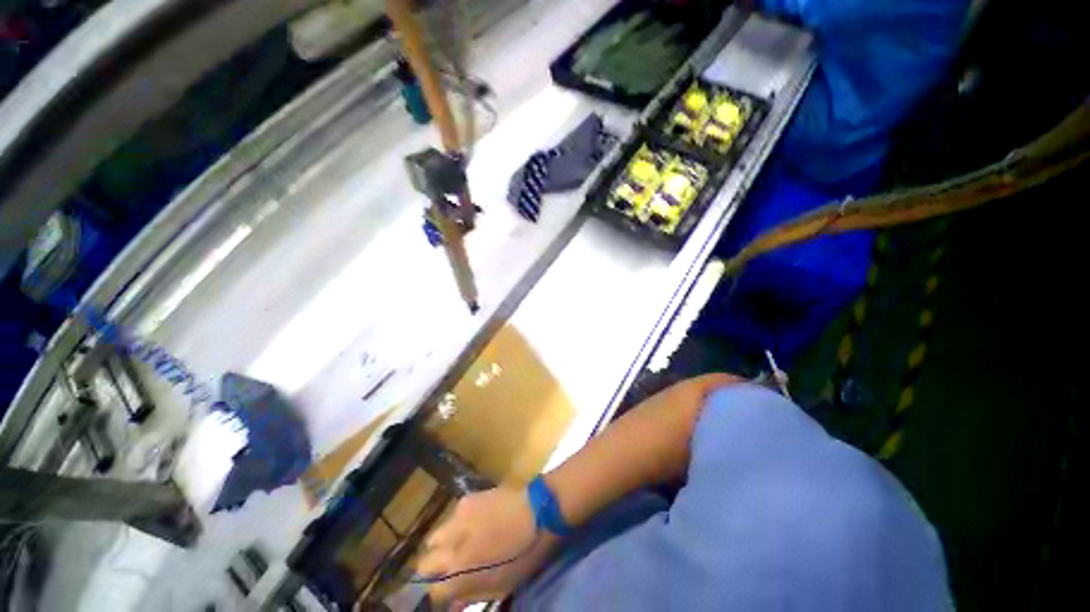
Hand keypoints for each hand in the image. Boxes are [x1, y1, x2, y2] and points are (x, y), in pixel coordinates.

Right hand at [417, 487, 556, 606]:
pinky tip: (475, 522)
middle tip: (450, 568)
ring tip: (461, 544)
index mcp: (459, 573)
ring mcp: (457, 518)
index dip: (439, 594)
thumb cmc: (524, 555)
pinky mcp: (466, 499)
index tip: (448, 592)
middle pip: (423, 563)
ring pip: (434, 538)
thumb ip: (471, 596)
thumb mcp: (500, 587)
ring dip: (442, 546)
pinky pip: (452, 516)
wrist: (539, 510)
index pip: (431, 591)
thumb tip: (452, 604)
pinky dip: (458, 524)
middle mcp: (450, 546)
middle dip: (433, 570)